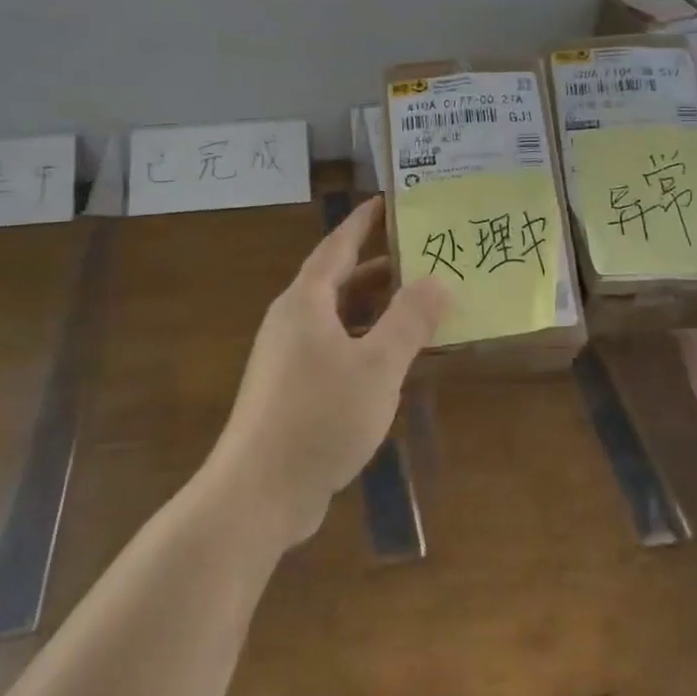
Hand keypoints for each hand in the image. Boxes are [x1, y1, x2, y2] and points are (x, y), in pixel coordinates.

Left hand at [205, 197, 447, 549]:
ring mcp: (288, 358)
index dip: (363, 222)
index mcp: (306, 302)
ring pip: (338, 318)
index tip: (388, 202)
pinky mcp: (291, 390)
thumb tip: (438, 280)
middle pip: (339, 281)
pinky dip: (366, 342)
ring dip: (376, 308)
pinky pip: (335, 349)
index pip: (338, 246)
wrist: (258, 493)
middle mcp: (293, 321)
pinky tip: (394, 360)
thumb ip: (410, 320)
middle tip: (423, 256)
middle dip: (380, 267)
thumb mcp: (377, 365)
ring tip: (419, 304)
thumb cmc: (320, 416)